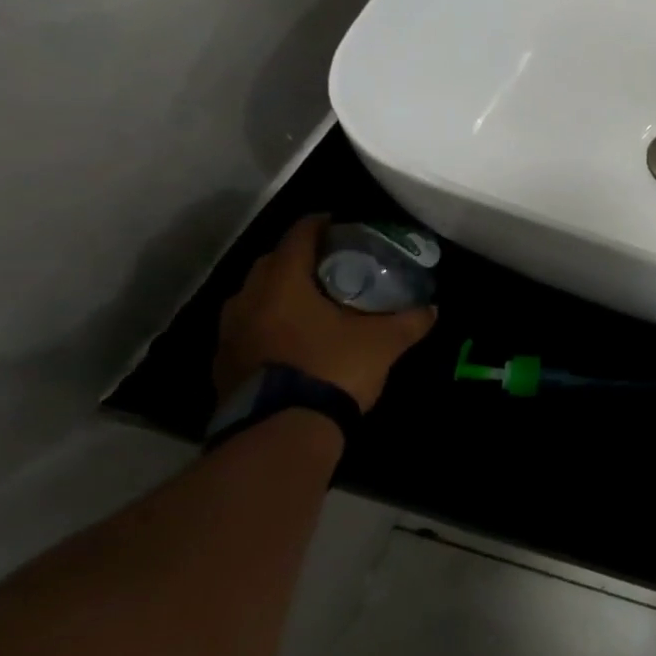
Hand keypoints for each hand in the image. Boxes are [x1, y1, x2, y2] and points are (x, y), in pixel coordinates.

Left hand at [213, 215, 435, 412]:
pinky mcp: (223, 364)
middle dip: (299, 258)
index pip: (298, 236)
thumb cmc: (332, 370)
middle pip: (271, 263)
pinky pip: (248, 328)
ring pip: (255, 297)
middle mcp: (248, 299)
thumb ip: (409, 321)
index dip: (320, 224)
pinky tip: (292, 339)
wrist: (281, 433)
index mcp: (283, 283)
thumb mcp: (384, 344)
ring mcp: (229, 333)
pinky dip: (269, 323)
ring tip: (311, 302)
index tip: (339, 222)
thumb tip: (433, 309)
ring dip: (280, 292)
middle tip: (331, 264)